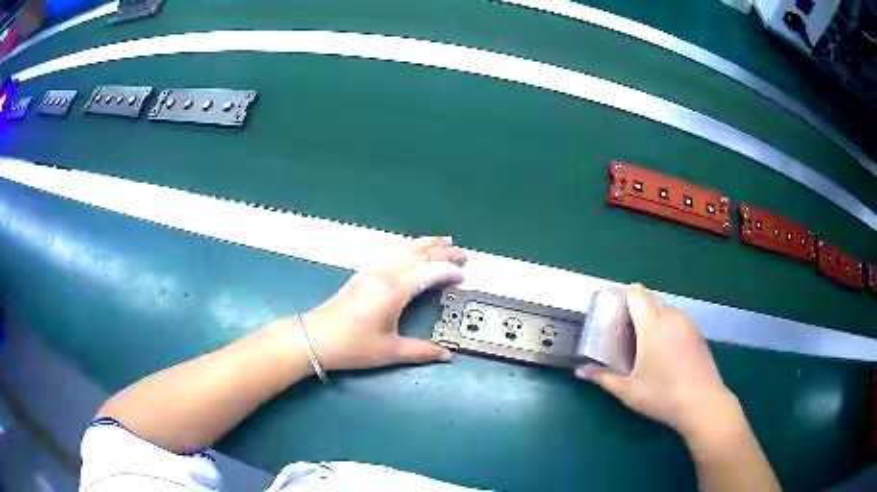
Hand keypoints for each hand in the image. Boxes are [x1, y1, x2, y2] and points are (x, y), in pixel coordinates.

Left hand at [299, 236, 466, 370]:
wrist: (314, 338)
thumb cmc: (353, 346)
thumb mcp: (390, 351)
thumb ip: (422, 351)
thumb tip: (448, 355)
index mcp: (394, 290)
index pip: (429, 272)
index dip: (448, 272)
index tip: (463, 277)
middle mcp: (384, 273)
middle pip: (418, 254)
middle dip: (442, 251)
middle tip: (462, 254)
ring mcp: (371, 270)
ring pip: (403, 248)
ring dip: (425, 244)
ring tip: (444, 241)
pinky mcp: (362, 273)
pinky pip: (391, 252)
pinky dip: (408, 247)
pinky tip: (412, 250)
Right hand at [576, 285, 737, 438]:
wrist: (703, 403)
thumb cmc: (663, 396)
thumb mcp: (629, 391)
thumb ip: (604, 377)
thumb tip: (580, 371)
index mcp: (653, 327)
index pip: (637, 295)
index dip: (624, 294)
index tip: (612, 304)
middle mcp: (672, 318)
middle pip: (651, 299)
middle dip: (636, 305)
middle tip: (622, 325)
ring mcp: (688, 324)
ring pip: (665, 309)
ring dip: (652, 315)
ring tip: (642, 338)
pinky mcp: (697, 333)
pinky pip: (677, 319)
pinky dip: (666, 324)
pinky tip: (663, 348)